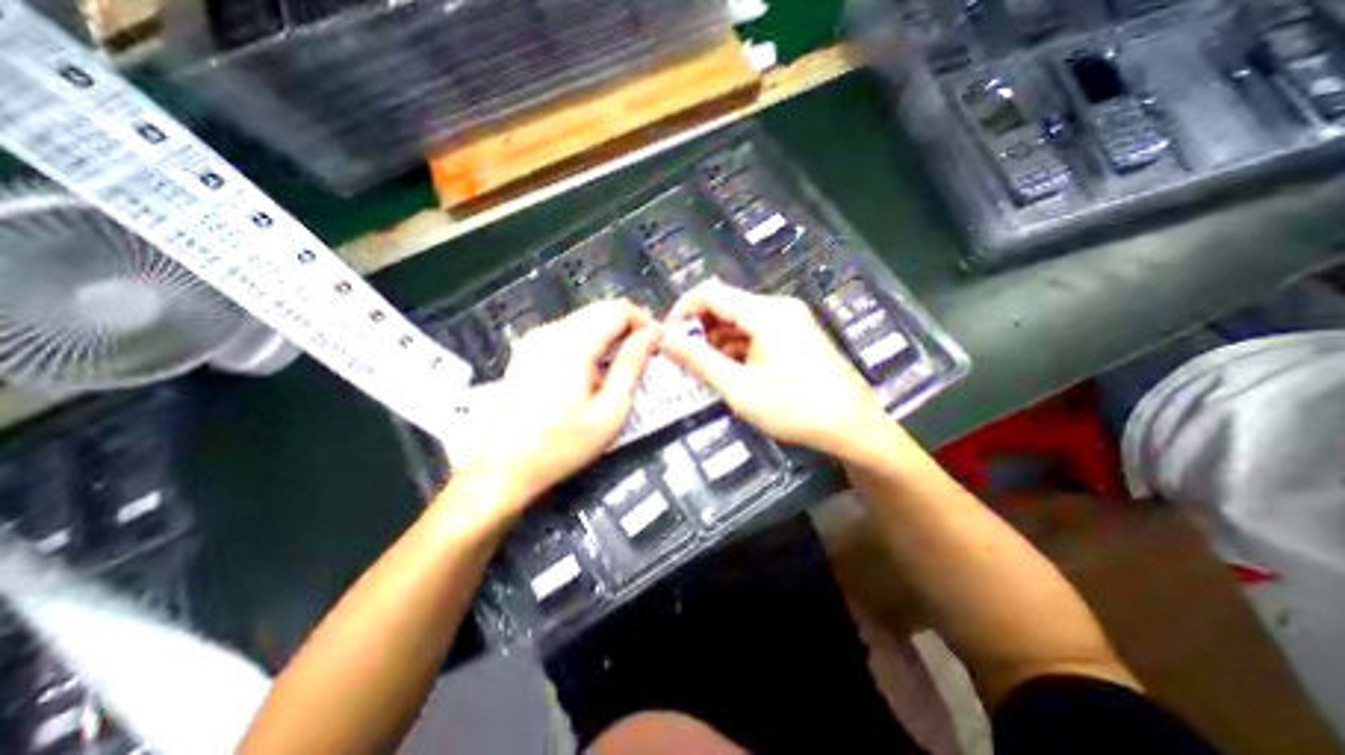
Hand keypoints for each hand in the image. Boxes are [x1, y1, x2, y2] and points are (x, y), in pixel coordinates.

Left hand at [451, 299, 659, 519]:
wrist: (503, 467)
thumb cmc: (562, 445)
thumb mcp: (610, 411)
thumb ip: (632, 366)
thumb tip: (652, 335)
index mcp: (572, 344)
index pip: (618, 309)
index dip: (644, 321)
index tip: (657, 344)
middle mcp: (551, 332)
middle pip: (601, 309)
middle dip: (629, 327)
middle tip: (645, 355)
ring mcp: (535, 339)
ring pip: (586, 318)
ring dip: (610, 335)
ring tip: (622, 366)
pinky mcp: (528, 349)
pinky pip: (569, 331)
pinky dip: (591, 342)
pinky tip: (594, 370)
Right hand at [661, 278, 891, 460]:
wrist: (853, 426)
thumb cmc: (796, 408)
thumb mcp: (740, 389)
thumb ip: (699, 361)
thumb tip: (666, 341)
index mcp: (766, 313)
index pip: (710, 293)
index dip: (682, 310)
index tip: (667, 338)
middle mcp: (778, 307)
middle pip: (725, 305)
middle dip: (698, 329)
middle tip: (681, 359)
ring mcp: (789, 320)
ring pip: (739, 320)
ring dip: (716, 341)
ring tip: (701, 369)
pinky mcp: (795, 335)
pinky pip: (755, 332)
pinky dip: (736, 347)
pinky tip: (728, 371)